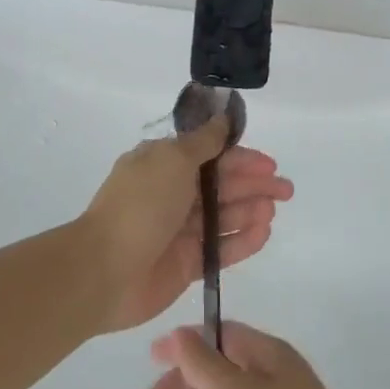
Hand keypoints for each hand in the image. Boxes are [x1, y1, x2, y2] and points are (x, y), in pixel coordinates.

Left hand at [79, 118, 292, 332]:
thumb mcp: (172, 160)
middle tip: (286, 189)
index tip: (269, 163)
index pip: (211, 156)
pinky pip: (220, 249)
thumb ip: (203, 142)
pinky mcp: (186, 264)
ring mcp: (179, 231)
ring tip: (272, 210)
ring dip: (250, 210)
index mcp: (164, 165)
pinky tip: (263, 233)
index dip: (241, 158)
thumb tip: (222, 118)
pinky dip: (242, 240)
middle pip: (222, 186)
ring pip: (224, 216)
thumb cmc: (140, 206)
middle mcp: (173, 194)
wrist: (103, 271)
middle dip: (254, 184)